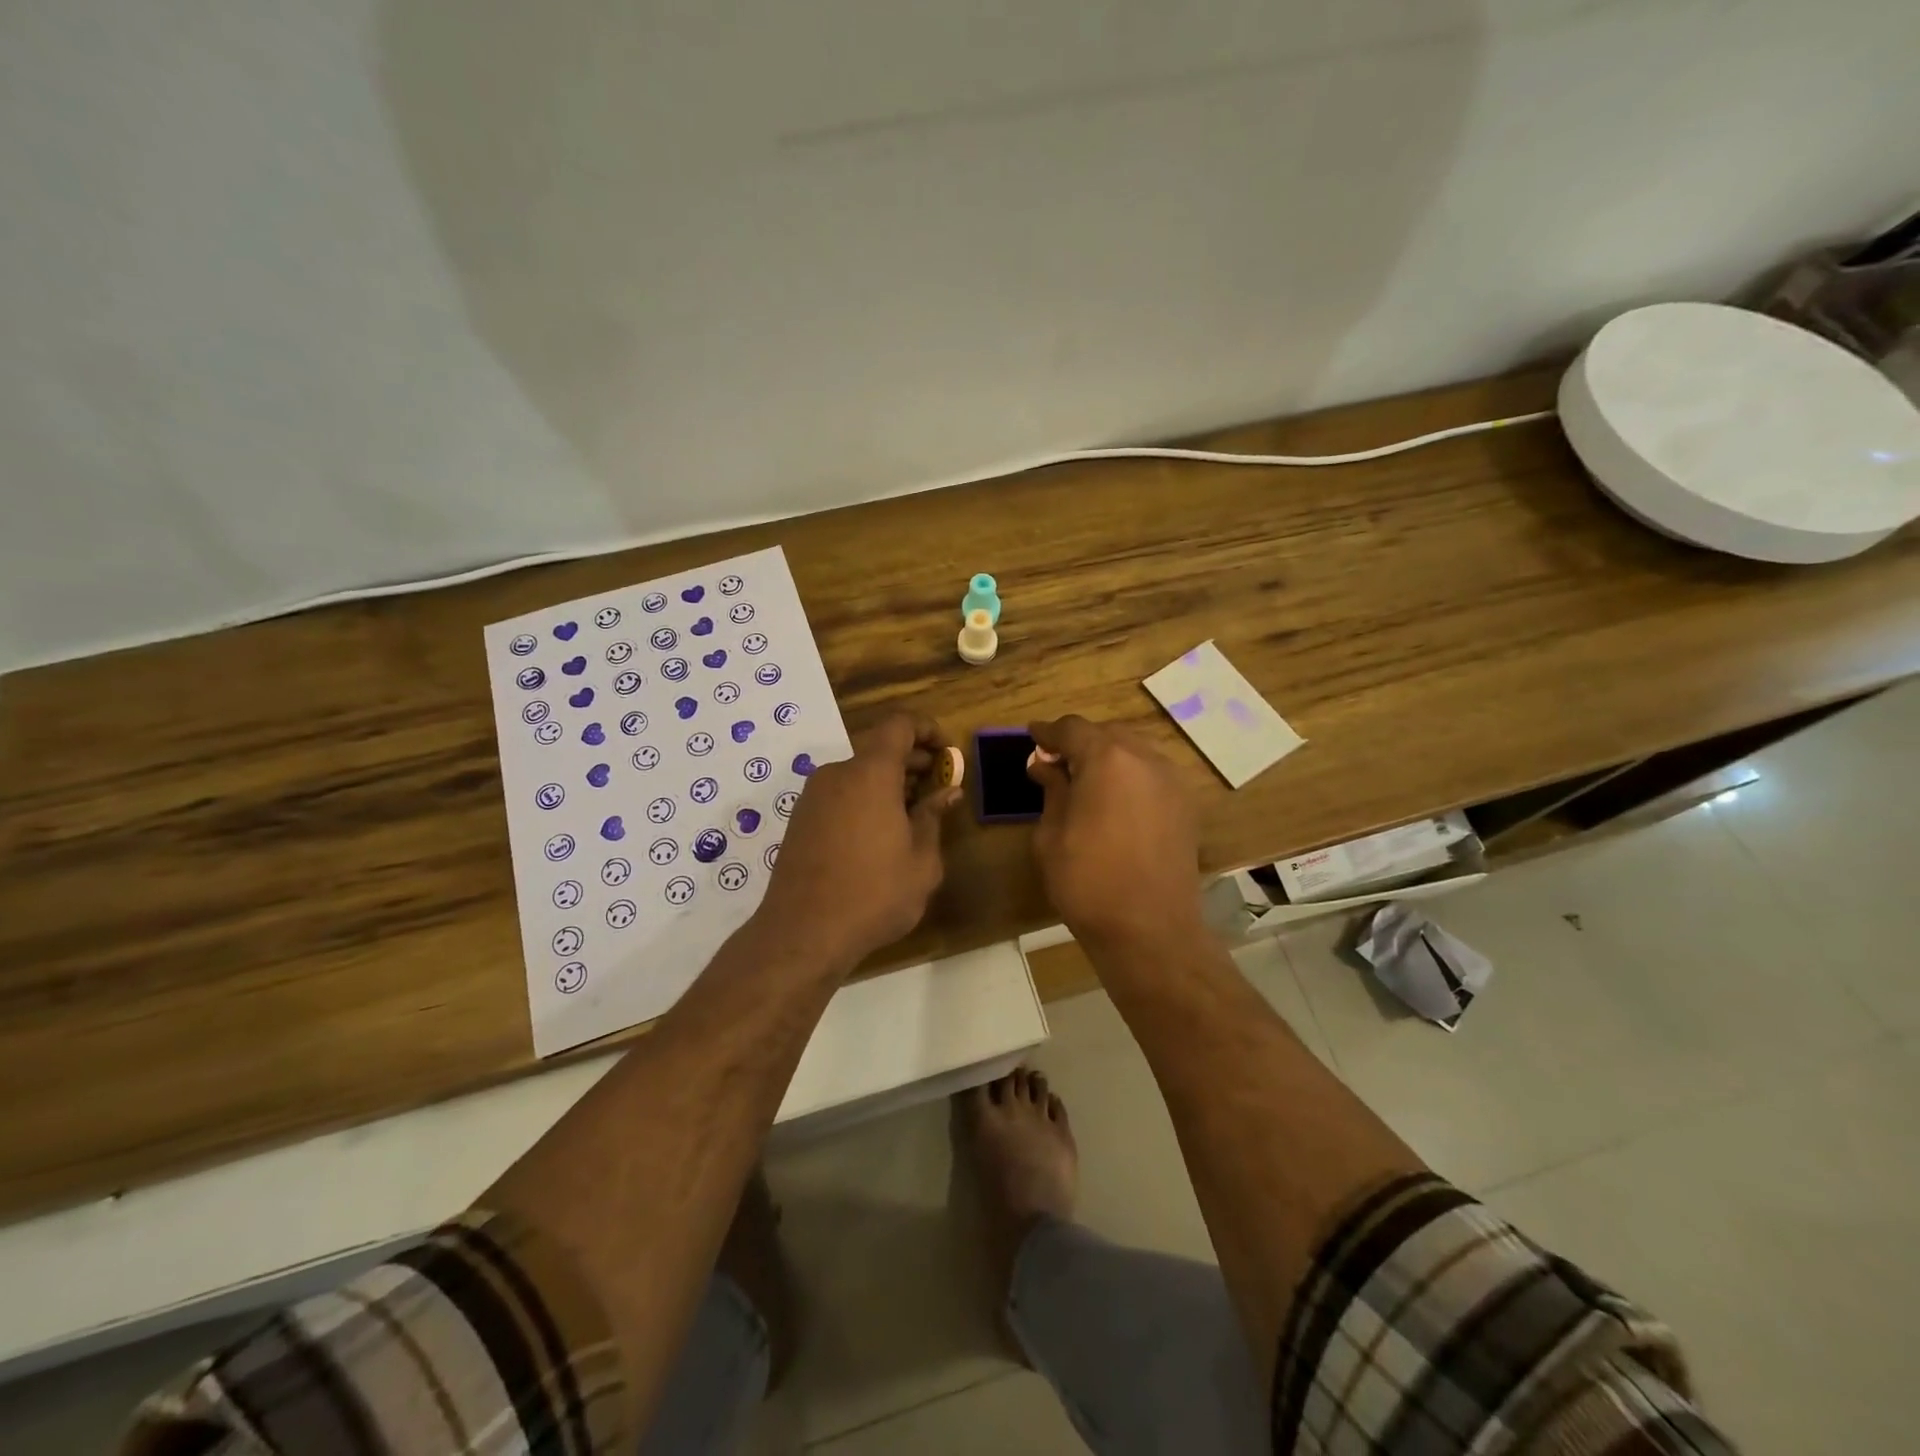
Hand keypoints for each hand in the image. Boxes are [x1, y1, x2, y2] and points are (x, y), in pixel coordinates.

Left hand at [759, 712, 961, 966]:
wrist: (803, 932)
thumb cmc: (874, 894)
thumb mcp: (921, 860)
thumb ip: (933, 817)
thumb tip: (948, 792)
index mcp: (871, 773)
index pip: (899, 725)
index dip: (926, 729)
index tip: (946, 751)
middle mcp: (837, 774)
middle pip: (878, 750)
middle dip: (912, 761)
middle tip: (937, 785)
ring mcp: (813, 797)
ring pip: (858, 774)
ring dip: (888, 783)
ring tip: (912, 814)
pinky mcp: (800, 820)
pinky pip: (840, 794)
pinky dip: (864, 799)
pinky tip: (880, 834)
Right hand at [1027, 715, 1203, 948]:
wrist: (1150, 930)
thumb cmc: (1088, 881)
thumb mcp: (1051, 835)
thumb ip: (1051, 789)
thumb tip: (1044, 765)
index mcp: (1107, 759)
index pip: (1072, 729)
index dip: (1048, 732)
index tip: (1031, 736)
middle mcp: (1145, 758)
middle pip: (1107, 734)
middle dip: (1079, 743)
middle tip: (1055, 764)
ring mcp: (1172, 781)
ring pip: (1134, 752)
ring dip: (1107, 758)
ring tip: (1085, 783)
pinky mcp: (1186, 806)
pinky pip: (1152, 775)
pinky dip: (1130, 777)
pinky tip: (1115, 802)